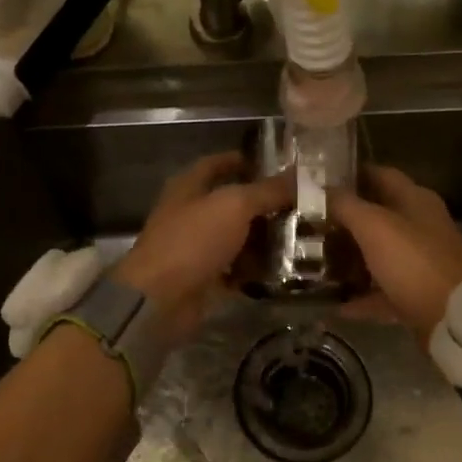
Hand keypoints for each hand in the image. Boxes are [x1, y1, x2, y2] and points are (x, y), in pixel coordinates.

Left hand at [117, 153, 291, 338]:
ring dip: (263, 238)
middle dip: (263, 204)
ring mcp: (195, 248)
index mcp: (189, 187)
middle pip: (230, 203)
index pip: (216, 164)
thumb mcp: (234, 206)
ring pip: (235, 237)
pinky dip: (254, 269)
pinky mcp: (203, 278)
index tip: (276, 165)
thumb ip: (267, 190)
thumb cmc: (192, 241)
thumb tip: (301, 174)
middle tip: (301, 205)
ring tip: (301, 237)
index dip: (242, 161)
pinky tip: (283, 269)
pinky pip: (234, 269)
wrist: (160, 300)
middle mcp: (190, 214)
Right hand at [329, 166, 461, 343]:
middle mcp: (420, 226)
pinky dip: (360, 297)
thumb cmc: (412, 261)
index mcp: (415, 200)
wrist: (452, 318)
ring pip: (378, 254)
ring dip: (349, 259)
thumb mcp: (373, 226)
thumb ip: (344, 204)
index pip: (379, 174)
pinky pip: (381, 291)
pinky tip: (334, 305)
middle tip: (308, 224)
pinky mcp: (417, 294)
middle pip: (376, 216)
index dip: (349, 174)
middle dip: (343, 220)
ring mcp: (420, 261)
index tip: (316, 182)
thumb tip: (321, 189)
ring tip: (315, 262)